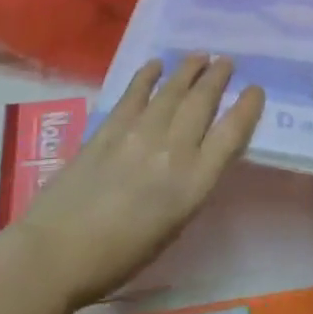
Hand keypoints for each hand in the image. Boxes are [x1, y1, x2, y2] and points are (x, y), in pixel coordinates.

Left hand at [10, 55, 264, 310]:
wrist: (56, 253)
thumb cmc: (119, 258)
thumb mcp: (172, 227)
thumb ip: (189, 186)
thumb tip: (195, 157)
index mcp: (193, 184)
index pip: (231, 135)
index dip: (247, 108)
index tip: (255, 89)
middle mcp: (173, 151)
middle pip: (203, 103)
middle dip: (218, 78)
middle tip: (227, 62)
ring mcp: (139, 134)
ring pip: (173, 91)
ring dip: (189, 69)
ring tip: (201, 56)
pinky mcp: (110, 128)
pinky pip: (135, 93)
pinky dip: (148, 75)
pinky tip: (157, 64)